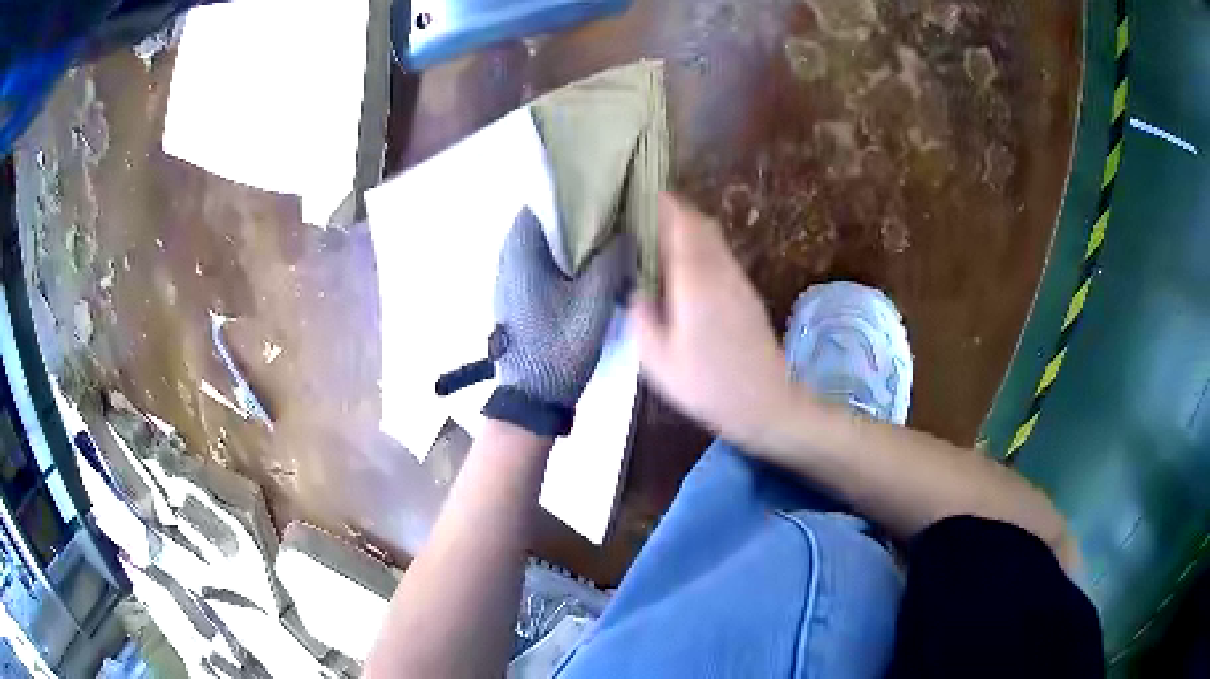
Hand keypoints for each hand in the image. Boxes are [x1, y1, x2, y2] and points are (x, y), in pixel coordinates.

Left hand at [494, 208, 631, 408]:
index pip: (539, 203)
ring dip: (565, 243)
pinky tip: (583, 272)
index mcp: (520, 252)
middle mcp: (507, 260)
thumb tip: (625, 235)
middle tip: (607, 218)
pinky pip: (535, 267)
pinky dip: (557, 262)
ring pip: (537, 247)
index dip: (568, 196)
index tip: (598, 196)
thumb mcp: (593, 300)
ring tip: (601, 242)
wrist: (532, 396)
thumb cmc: (560, 343)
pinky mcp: (513, 301)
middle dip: (571, 219)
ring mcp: (507, 282)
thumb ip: (611, 261)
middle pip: (539, 225)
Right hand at [629, 195, 797, 443]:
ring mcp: (737, 280)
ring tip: (655, 239)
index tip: (636, 195)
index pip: (680, 222)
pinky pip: (719, 255)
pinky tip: (682, 271)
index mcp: (696, 279)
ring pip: (712, 237)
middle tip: (639, 217)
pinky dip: (699, 248)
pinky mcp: (746, 293)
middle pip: (698, 222)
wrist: (765, 403)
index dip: (660, 204)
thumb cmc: (708, 385)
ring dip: (686, 229)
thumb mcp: (657, 360)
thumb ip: (640, 317)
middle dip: (671, 212)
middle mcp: (720, 269)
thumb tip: (635, 290)